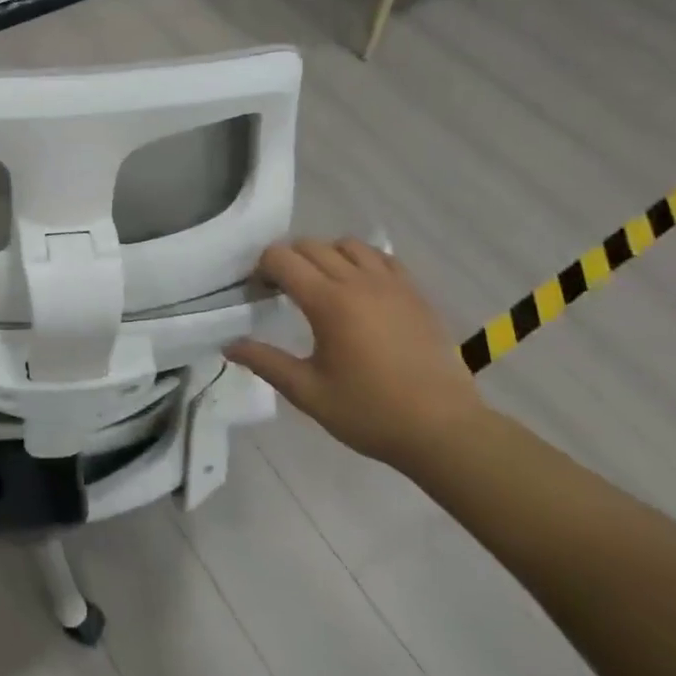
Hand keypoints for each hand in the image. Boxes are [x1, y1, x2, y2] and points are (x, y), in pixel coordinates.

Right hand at [227, 238, 486, 470]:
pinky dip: (361, 261)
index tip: (259, 293)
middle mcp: (358, 282)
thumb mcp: (309, 393)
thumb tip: (229, 345)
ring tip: (323, 285)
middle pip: (310, 245)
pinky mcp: (415, 293)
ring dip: (326, 255)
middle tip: (283, 291)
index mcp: (328, 303)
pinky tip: (359, 289)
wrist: (446, 431)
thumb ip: (266, 363)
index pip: (282, 258)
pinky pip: (381, 258)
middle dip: (288, 260)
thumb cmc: (371, 413)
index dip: (262, 269)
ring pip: (347, 244)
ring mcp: (391, 285)